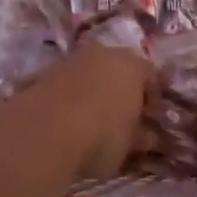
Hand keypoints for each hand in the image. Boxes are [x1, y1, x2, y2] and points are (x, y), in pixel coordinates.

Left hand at [34, 42, 153, 177]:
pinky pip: (67, 85)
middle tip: (122, 118)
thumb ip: (141, 136)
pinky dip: (71, 98)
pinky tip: (68, 121)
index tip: (150, 120)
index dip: (152, 99)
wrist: (44, 131)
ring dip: (94, 92)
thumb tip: (148, 135)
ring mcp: (71, 60)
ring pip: (90, 74)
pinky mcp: (44, 73)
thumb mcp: (129, 143)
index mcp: (132, 64)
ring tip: (92, 121)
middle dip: (122, 91)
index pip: (151, 76)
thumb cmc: (102, 135)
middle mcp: (103, 53)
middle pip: (119, 70)